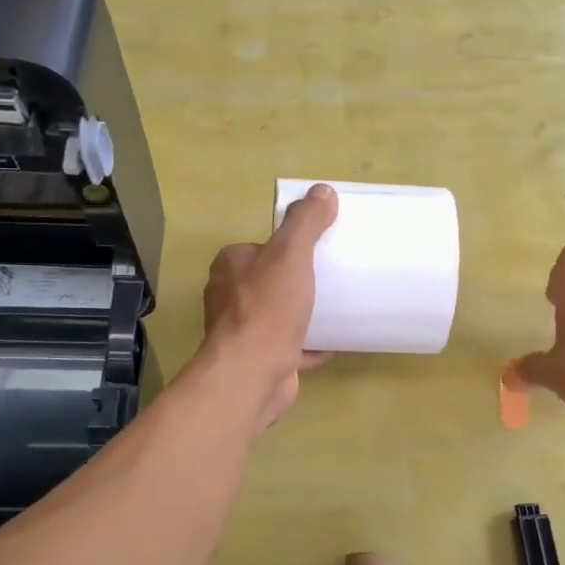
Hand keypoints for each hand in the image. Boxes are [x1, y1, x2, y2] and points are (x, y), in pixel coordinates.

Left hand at [200, 184, 337, 427]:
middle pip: (270, 281)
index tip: (317, 251)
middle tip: (331, 279)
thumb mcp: (290, 254)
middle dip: (296, 282)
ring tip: (335, 309)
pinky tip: (332, 344)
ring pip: (277, 315)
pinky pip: (288, 347)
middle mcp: (229, 297)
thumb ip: (305, 222)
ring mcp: (242, 332)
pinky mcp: (258, 360)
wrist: (252, 373)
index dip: (287, 248)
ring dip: (302, 314)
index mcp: (230, 266)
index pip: (261, 247)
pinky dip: (308, 346)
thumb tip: (322, 190)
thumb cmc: (268, 308)